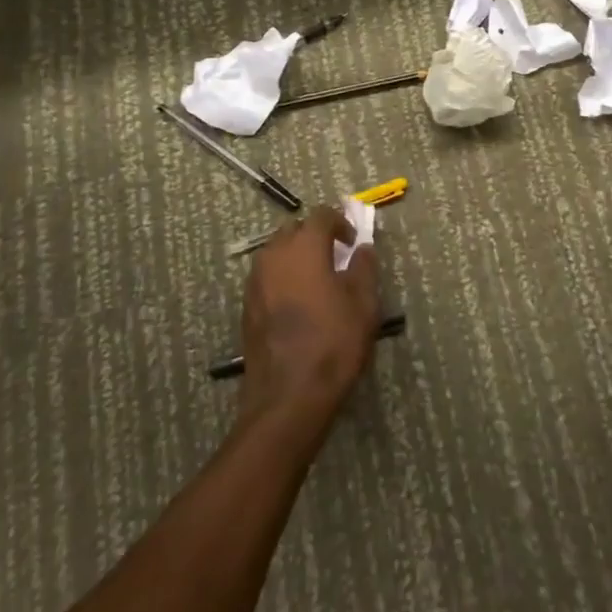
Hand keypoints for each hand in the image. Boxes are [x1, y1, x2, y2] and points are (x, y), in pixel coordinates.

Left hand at [240, 207, 380, 424]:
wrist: (288, 396)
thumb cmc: (334, 343)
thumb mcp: (364, 304)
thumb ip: (364, 268)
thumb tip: (362, 249)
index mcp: (304, 247)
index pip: (321, 215)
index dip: (340, 222)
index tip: (353, 242)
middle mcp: (274, 255)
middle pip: (294, 230)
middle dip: (314, 236)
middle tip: (335, 257)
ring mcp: (255, 281)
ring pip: (276, 253)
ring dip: (296, 256)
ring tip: (317, 281)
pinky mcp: (247, 306)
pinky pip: (267, 277)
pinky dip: (283, 278)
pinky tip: (298, 303)